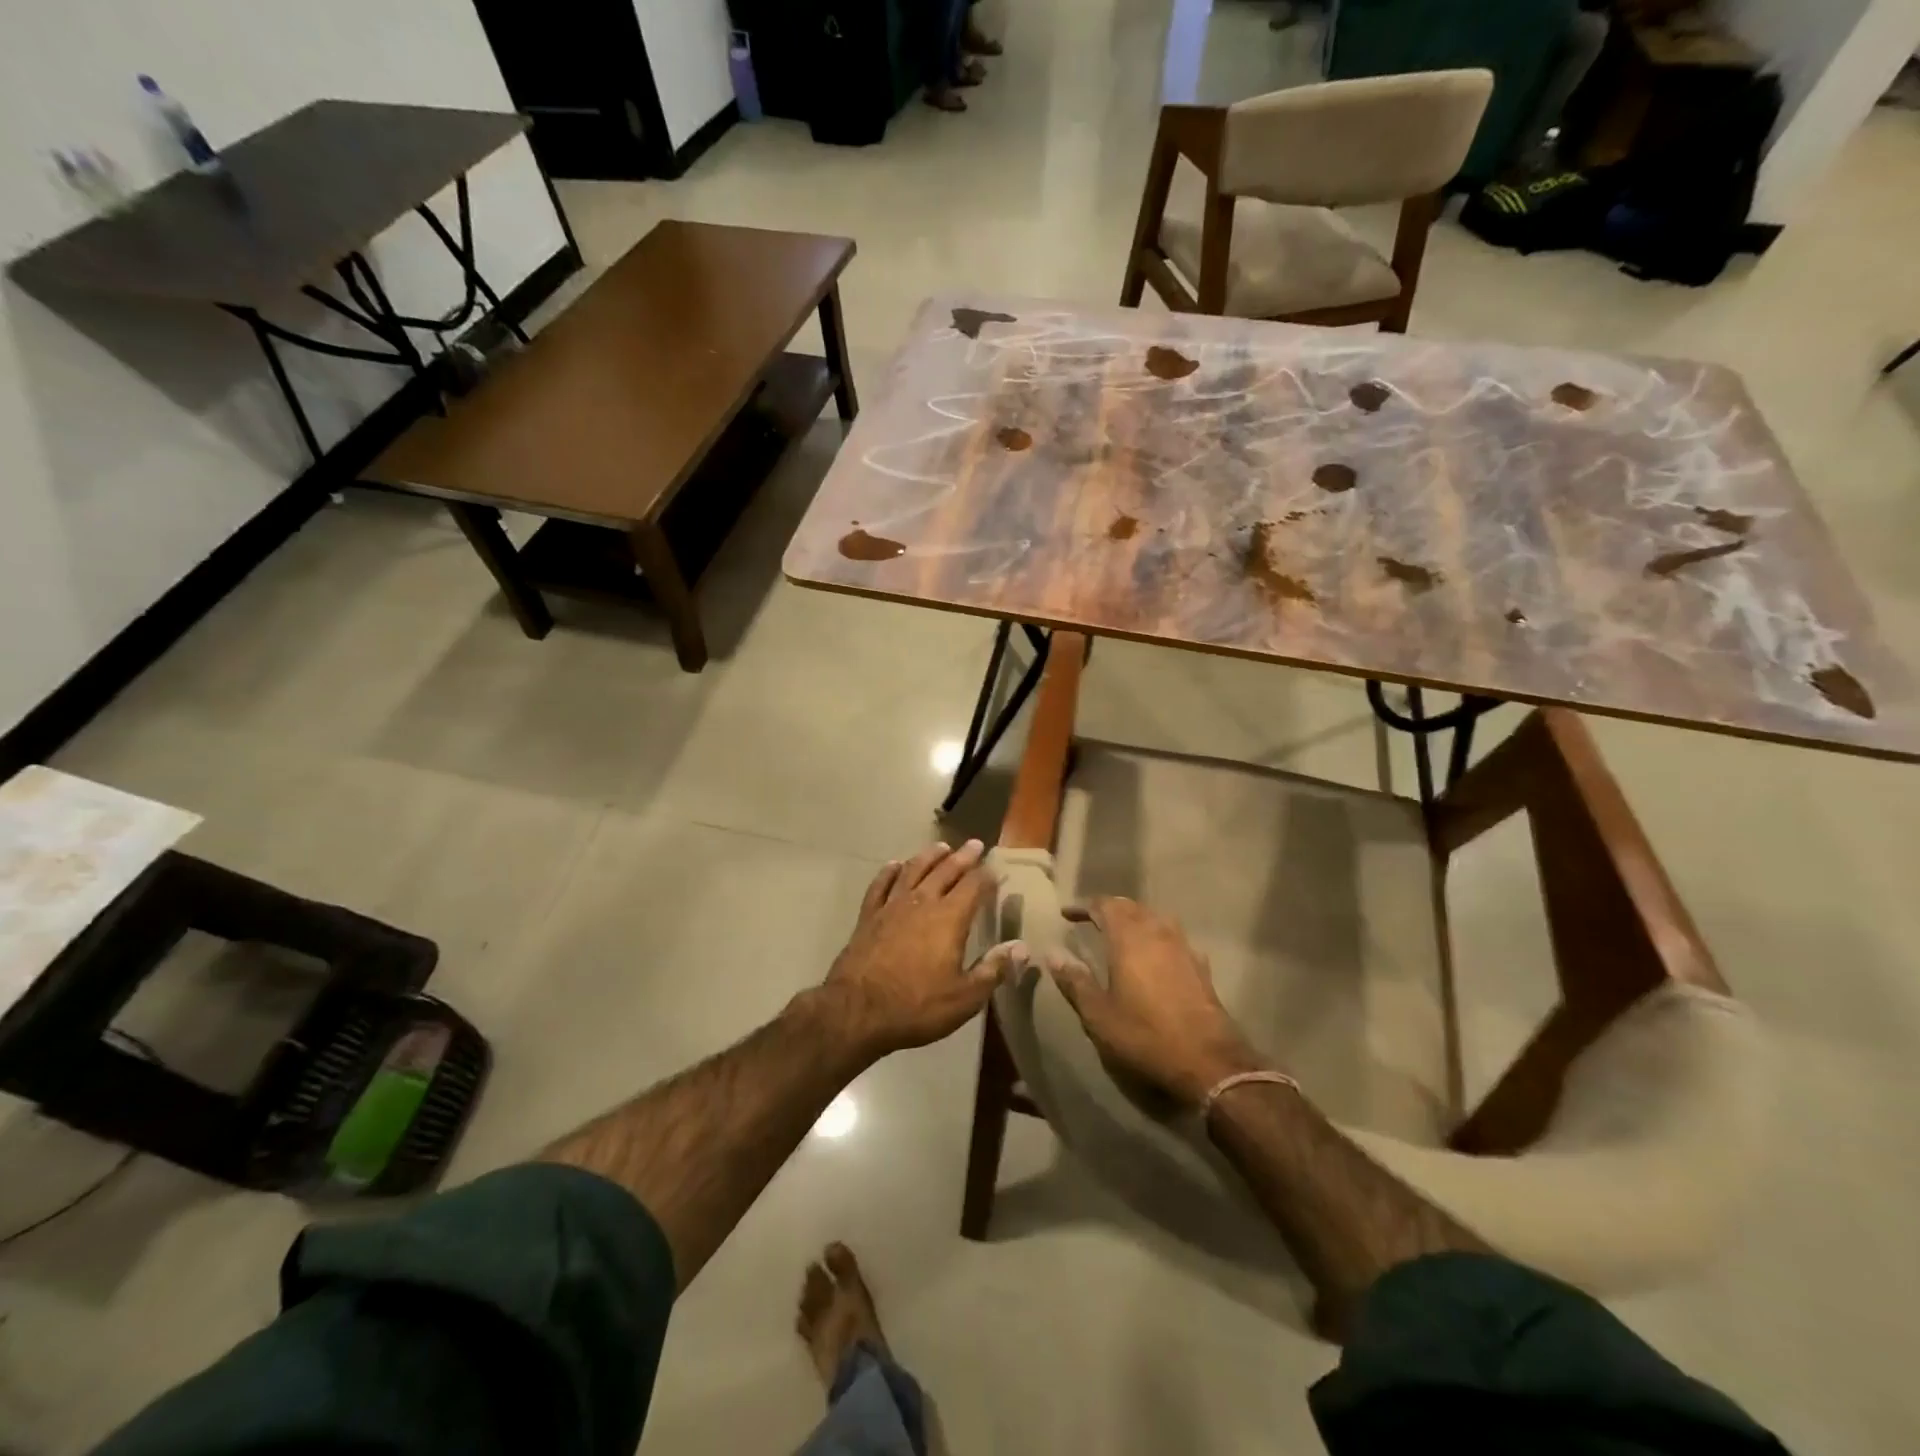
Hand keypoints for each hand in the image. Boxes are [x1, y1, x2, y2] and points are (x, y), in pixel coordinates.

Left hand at [816, 840, 1024, 1059]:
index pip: (974, 887)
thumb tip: (1022, 947)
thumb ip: (994, 969)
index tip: (996, 867)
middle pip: (946, 871)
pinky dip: (889, 872)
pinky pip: (881, 885)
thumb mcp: (965, 997)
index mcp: (949, 918)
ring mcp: (892, 906)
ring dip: (929, 856)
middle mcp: (922, 903)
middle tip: (974, 844)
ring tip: (940, 846)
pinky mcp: (868, 916)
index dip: (987, 875)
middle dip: (963, 857)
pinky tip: (895, 865)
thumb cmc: (917, 1006)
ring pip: (914, 870)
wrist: (857, 1011)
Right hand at [1047, 897, 1265, 1108]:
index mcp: (1129, 938)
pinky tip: (1155, 955)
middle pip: (1131, 907)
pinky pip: (1173, 938)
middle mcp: (1157, 932)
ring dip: (1135, 919)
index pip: (1104, 906)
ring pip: (1155, 918)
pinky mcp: (1200, 966)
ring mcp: (1183, 947)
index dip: (1084, 906)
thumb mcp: (1099, 1015)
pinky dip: (1157, 937)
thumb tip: (1052, 953)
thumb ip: (1075, 981)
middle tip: (1092, 919)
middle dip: (1110, 909)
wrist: (1208, 1061)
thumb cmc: (1145, 1035)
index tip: (1067, 914)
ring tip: (1121, 933)